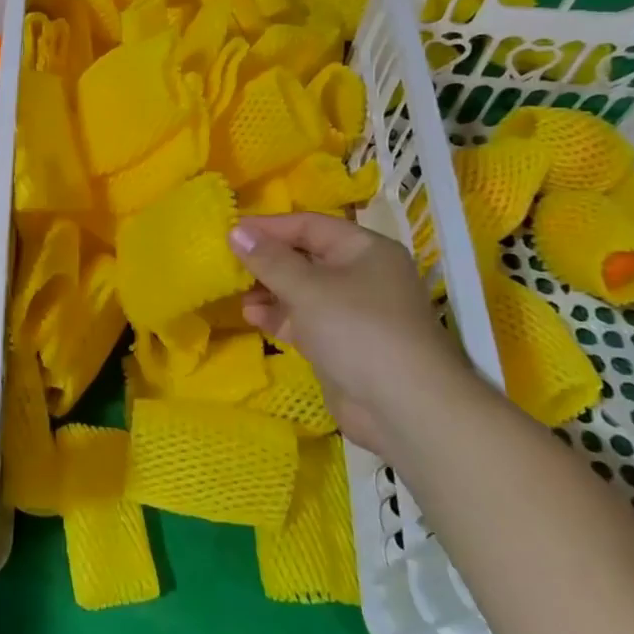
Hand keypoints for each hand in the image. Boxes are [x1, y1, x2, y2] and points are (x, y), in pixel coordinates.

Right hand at [229, 213, 471, 454]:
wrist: (405, 408)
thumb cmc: (358, 330)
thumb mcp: (308, 288)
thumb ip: (269, 259)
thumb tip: (236, 229)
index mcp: (365, 250)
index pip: (309, 225)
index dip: (269, 227)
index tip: (231, 231)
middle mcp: (362, 275)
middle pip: (305, 257)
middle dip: (267, 261)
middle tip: (229, 263)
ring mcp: (353, 311)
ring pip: (302, 290)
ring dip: (269, 290)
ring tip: (238, 293)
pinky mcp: (342, 343)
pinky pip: (304, 319)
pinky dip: (279, 316)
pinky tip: (252, 317)